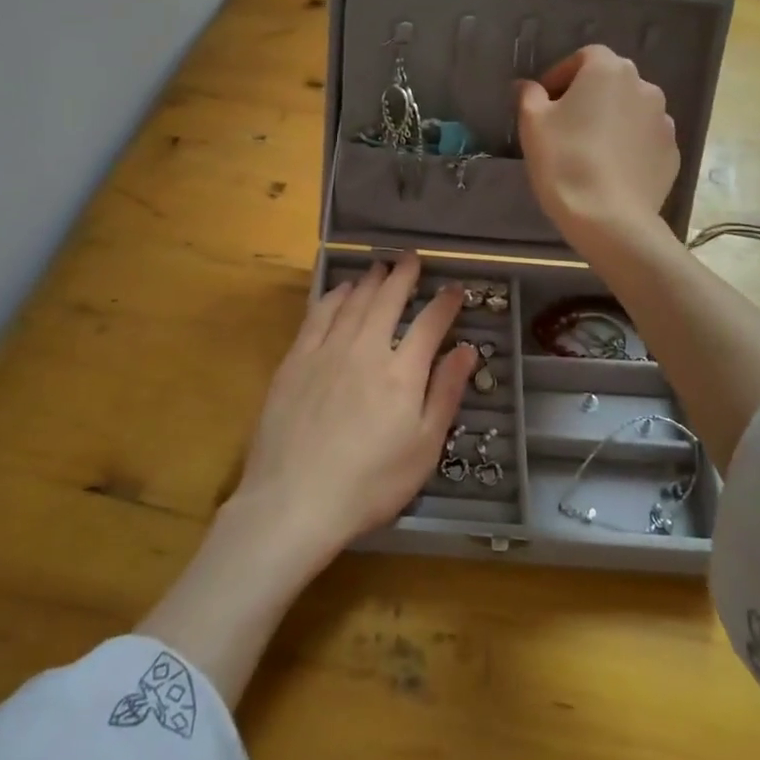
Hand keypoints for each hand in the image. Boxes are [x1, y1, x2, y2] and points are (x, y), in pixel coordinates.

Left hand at [234, 254, 476, 559]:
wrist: (294, 501)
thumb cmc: (369, 484)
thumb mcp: (423, 448)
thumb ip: (445, 394)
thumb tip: (466, 349)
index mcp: (401, 373)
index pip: (429, 324)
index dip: (444, 303)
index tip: (454, 289)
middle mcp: (365, 350)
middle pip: (387, 300)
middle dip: (403, 276)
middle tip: (412, 259)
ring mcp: (326, 352)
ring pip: (352, 302)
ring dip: (369, 281)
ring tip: (380, 268)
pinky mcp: (295, 361)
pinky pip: (318, 315)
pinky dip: (333, 296)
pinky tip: (340, 291)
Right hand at [516, 44, 679, 251]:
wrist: (610, 217)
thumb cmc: (564, 161)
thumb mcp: (533, 124)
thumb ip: (529, 96)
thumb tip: (529, 86)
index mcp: (608, 70)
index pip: (584, 57)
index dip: (561, 76)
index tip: (544, 102)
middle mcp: (644, 86)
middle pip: (611, 82)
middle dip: (588, 97)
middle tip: (564, 126)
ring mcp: (663, 121)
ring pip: (630, 111)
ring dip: (611, 121)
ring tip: (590, 151)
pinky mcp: (672, 153)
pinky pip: (644, 140)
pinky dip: (628, 146)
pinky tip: (610, 170)